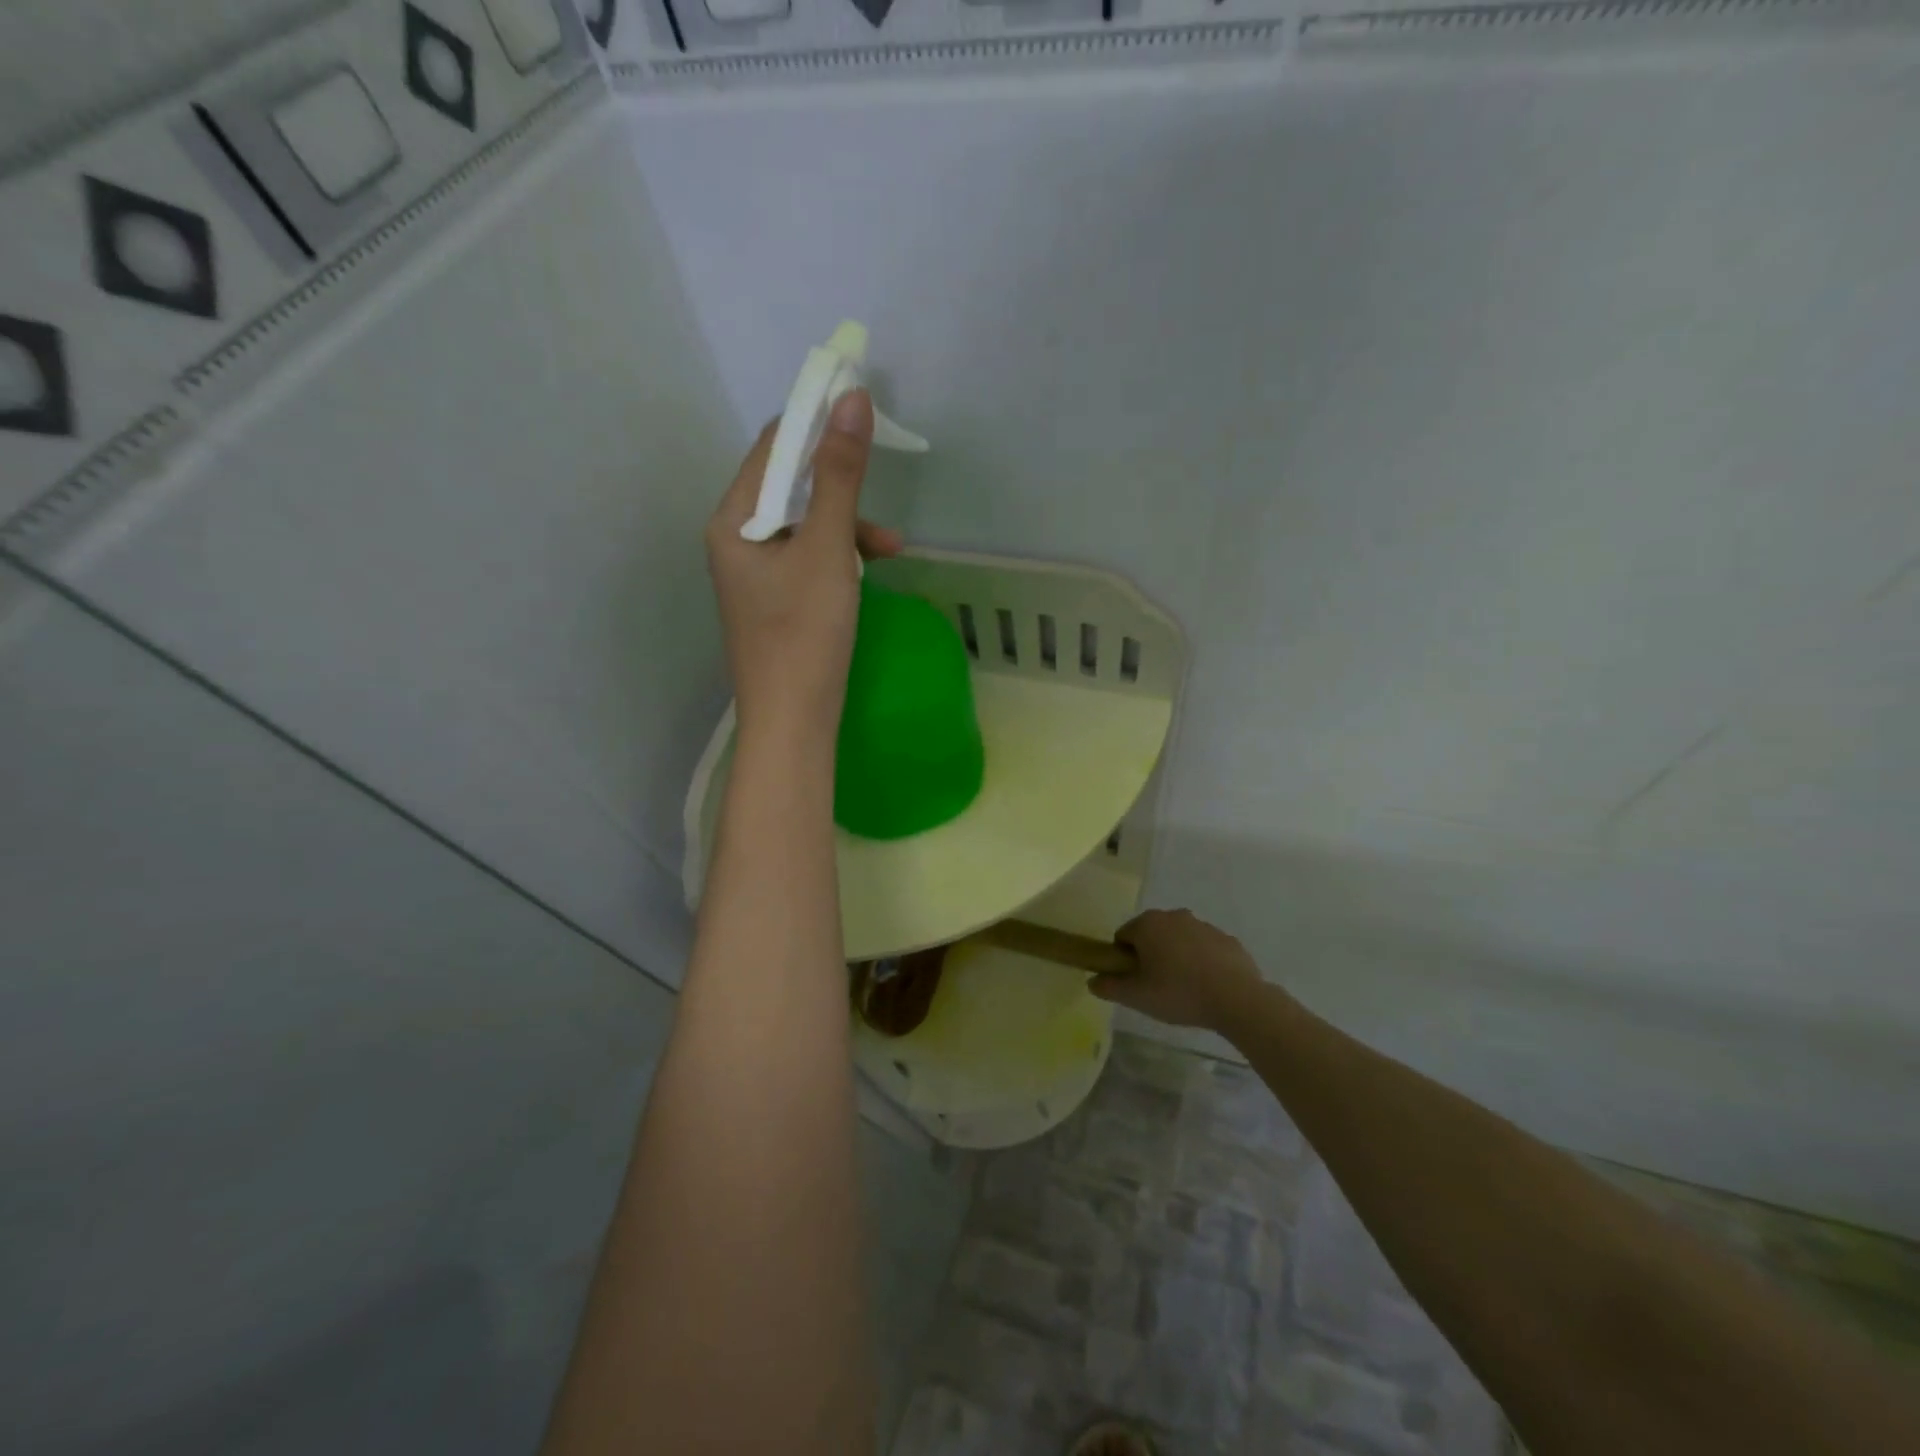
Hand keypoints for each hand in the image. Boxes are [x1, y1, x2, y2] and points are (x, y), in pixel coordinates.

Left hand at [706, 390, 902, 746]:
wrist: (793, 724)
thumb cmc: (804, 635)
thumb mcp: (827, 550)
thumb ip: (838, 476)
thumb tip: (850, 399)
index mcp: (731, 521)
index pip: (772, 447)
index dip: (816, 420)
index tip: (862, 405)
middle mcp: (734, 540)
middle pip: (788, 486)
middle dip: (839, 485)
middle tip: (881, 487)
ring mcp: (753, 574)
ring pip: (804, 526)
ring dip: (847, 526)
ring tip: (890, 548)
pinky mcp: (774, 601)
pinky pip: (807, 559)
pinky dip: (839, 558)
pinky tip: (868, 574)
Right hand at [1090, 909, 1267, 1033]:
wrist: (1237, 999)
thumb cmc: (1179, 993)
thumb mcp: (1136, 996)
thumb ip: (1108, 987)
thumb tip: (1092, 980)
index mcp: (1148, 924)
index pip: (1123, 937)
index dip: (1124, 960)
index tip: (1135, 982)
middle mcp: (1174, 916)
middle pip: (1151, 935)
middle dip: (1150, 956)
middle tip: (1157, 987)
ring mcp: (1203, 925)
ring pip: (1179, 940)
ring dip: (1176, 957)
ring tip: (1184, 990)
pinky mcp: (1227, 939)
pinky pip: (1204, 948)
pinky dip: (1201, 962)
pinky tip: (1207, 986)